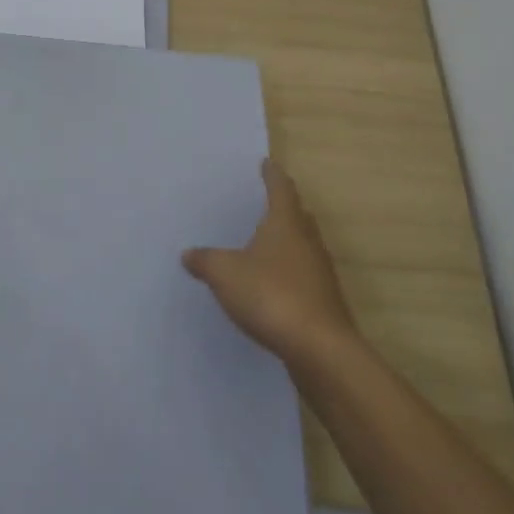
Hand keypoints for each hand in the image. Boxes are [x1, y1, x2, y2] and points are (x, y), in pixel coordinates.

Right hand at [183, 159, 359, 366]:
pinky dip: (289, 272)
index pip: (280, 189)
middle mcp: (307, 242)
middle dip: (284, 207)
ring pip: (303, 246)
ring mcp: (320, 273)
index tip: (267, 163)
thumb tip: (189, 254)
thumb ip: (205, 260)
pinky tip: (272, 285)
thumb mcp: (224, 274)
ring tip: (266, 243)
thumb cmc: (270, 295)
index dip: (272, 175)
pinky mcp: (323, 302)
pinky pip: (303, 276)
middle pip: (298, 216)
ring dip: (288, 242)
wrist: (319, 349)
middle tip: (266, 201)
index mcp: (285, 224)